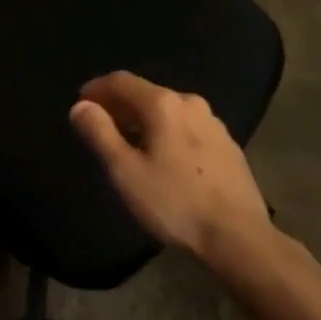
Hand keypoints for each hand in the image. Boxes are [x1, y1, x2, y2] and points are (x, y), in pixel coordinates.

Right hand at [69, 71, 271, 261]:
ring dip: (144, 119)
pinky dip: (167, 131)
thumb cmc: (176, 203)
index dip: (97, 88)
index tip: (81, 102)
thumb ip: (99, 134)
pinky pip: (187, 127)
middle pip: (146, 93)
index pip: (121, 81)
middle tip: (101, 124)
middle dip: (119, 105)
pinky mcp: (227, 144)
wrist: (240, 238)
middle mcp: (189, 102)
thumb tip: (80, 106)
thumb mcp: (126, 172)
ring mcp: (213, 123)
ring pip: (168, 110)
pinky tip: (164, 157)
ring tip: (129, 142)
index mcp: (162, 104)